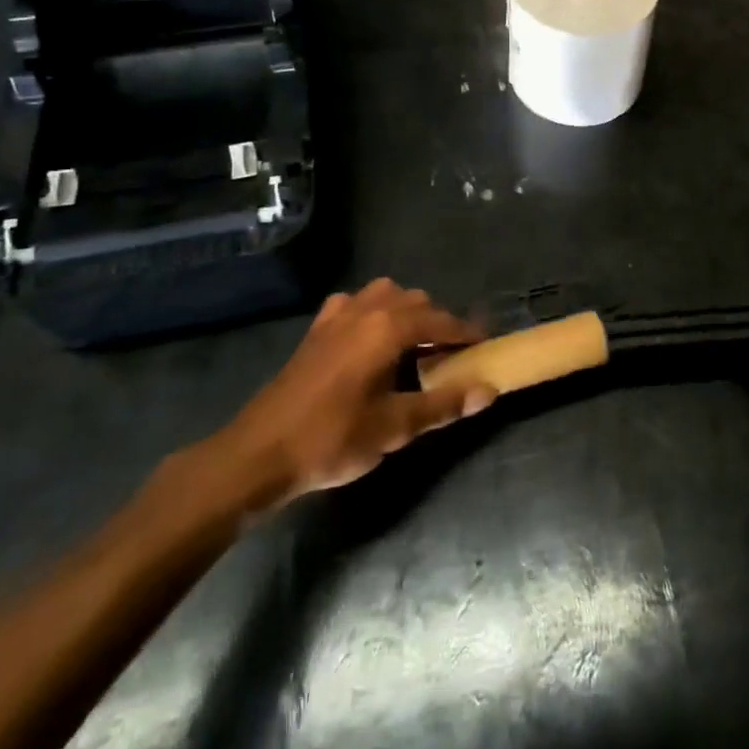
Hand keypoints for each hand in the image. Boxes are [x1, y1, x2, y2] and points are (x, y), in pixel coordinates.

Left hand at [204, 278, 495, 508]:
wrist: (258, 454)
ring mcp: (336, 316)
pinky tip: (369, 339)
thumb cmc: (332, 438)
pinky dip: (372, 312)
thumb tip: (490, 390)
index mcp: (389, 328)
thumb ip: (445, 404)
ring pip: (385, 294)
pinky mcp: (316, 331)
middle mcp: (366, 310)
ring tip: (414, 345)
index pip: (442, 322)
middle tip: (451, 355)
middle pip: (416, 301)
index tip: (485, 347)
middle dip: (439, 323)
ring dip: (406, 312)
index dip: (467, 334)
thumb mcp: (396, 427)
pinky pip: (354, 304)